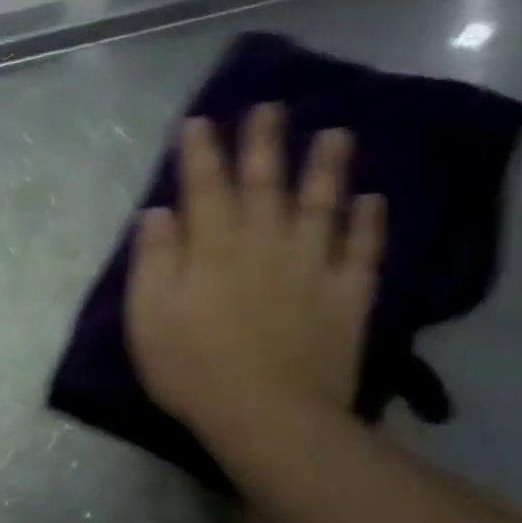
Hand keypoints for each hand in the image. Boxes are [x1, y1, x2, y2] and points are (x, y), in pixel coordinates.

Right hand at [124, 102, 384, 453]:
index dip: (201, 153)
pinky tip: (372, 200)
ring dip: (327, 168)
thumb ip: (153, 259)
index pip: (205, 188)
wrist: (267, 415)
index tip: (201, 121)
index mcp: (213, 249)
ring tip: (335, 133)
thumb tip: (158, 213)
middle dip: (264, 144)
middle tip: (270, 107)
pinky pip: (362, 249)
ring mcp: (313, 267)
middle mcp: (265, 244)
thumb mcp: (148, 315)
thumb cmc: (190, 366)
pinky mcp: (347, 295)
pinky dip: (369, 222)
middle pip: (265, 185)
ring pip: (322, 205)